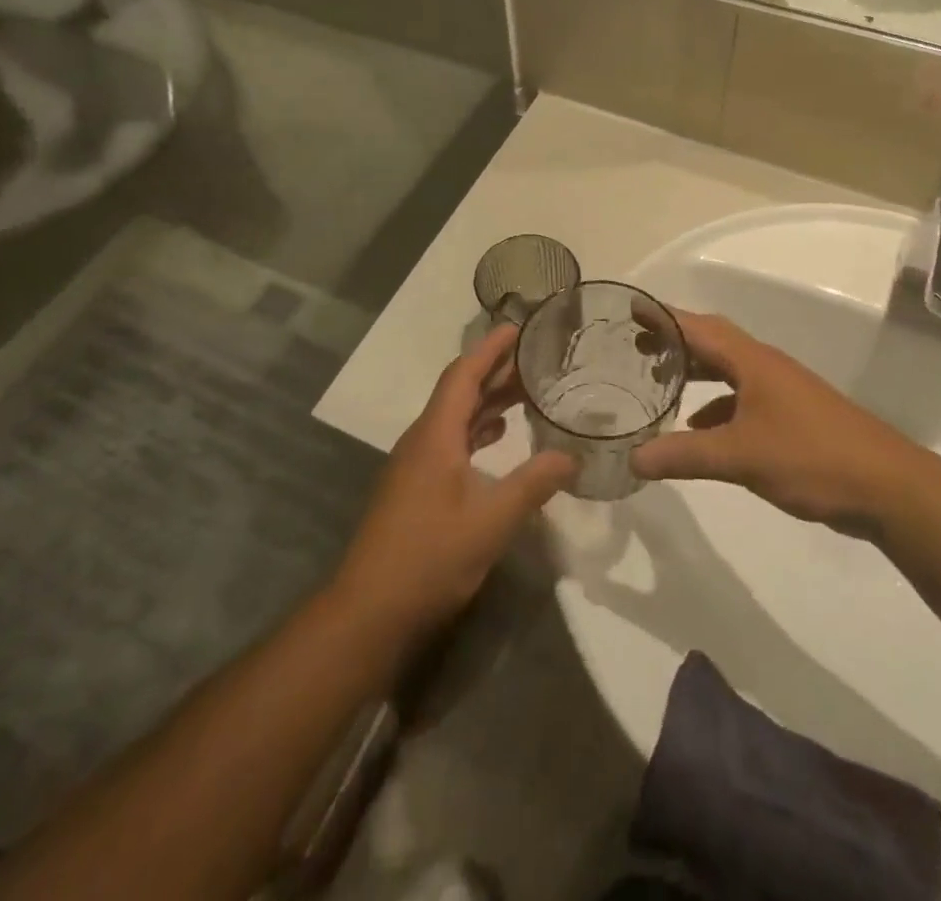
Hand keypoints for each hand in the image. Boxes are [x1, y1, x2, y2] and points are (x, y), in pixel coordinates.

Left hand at [335, 324, 575, 637]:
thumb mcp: (491, 521)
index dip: (490, 349)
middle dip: (495, 372)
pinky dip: (477, 431)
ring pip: (455, 418)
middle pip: (460, 392)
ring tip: (527, 393)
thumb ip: (533, 484)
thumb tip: (572, 457)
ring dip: (488, 402)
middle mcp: (422, 440)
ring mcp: (416, 465)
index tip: (517, 328)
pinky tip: (499, 438)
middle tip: (536, 360)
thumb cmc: (429, 558)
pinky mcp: (416, 487)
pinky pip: (451, 441)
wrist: (369, 612)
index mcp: (435, 435)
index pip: (463, 375)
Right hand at [629, 310, 909, 531]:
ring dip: (696, 372)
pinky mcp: (792, 417)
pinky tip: (700, 430)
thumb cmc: (812, 457)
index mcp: (753, 362)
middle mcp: (766, 368)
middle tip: (637, 344)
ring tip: (660, 382)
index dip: (664, 317)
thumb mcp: (741, 457)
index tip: (631, 308)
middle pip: (713, 342)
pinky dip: (716, 407)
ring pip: (729, 371)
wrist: (888, 487)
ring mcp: (782, 392)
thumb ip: (684, 455)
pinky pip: (742, 399)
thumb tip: (633, 458)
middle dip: (675, 340)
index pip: (699, 328)